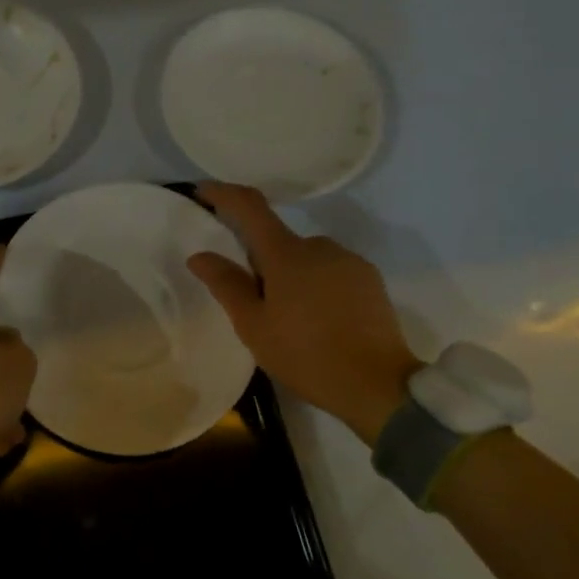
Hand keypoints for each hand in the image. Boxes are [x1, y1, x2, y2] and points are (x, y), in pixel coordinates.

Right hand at [187, 184, 422, 444]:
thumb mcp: (254, 326)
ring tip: (290, 319)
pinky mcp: (369, 278)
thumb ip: (226, 285)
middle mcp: (318, 245)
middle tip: (253, 302)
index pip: (250, 207)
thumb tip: (200, 255)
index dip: (223, 194)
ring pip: (305, 257)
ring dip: (290, 275)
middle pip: (277, 240)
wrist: (378, 386)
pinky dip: (316, 284)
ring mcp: (348, 260)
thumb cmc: (306, 355)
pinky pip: (330, 270)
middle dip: (260, 260)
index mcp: (286, 254)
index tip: (203, 191)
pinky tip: (319, 320)